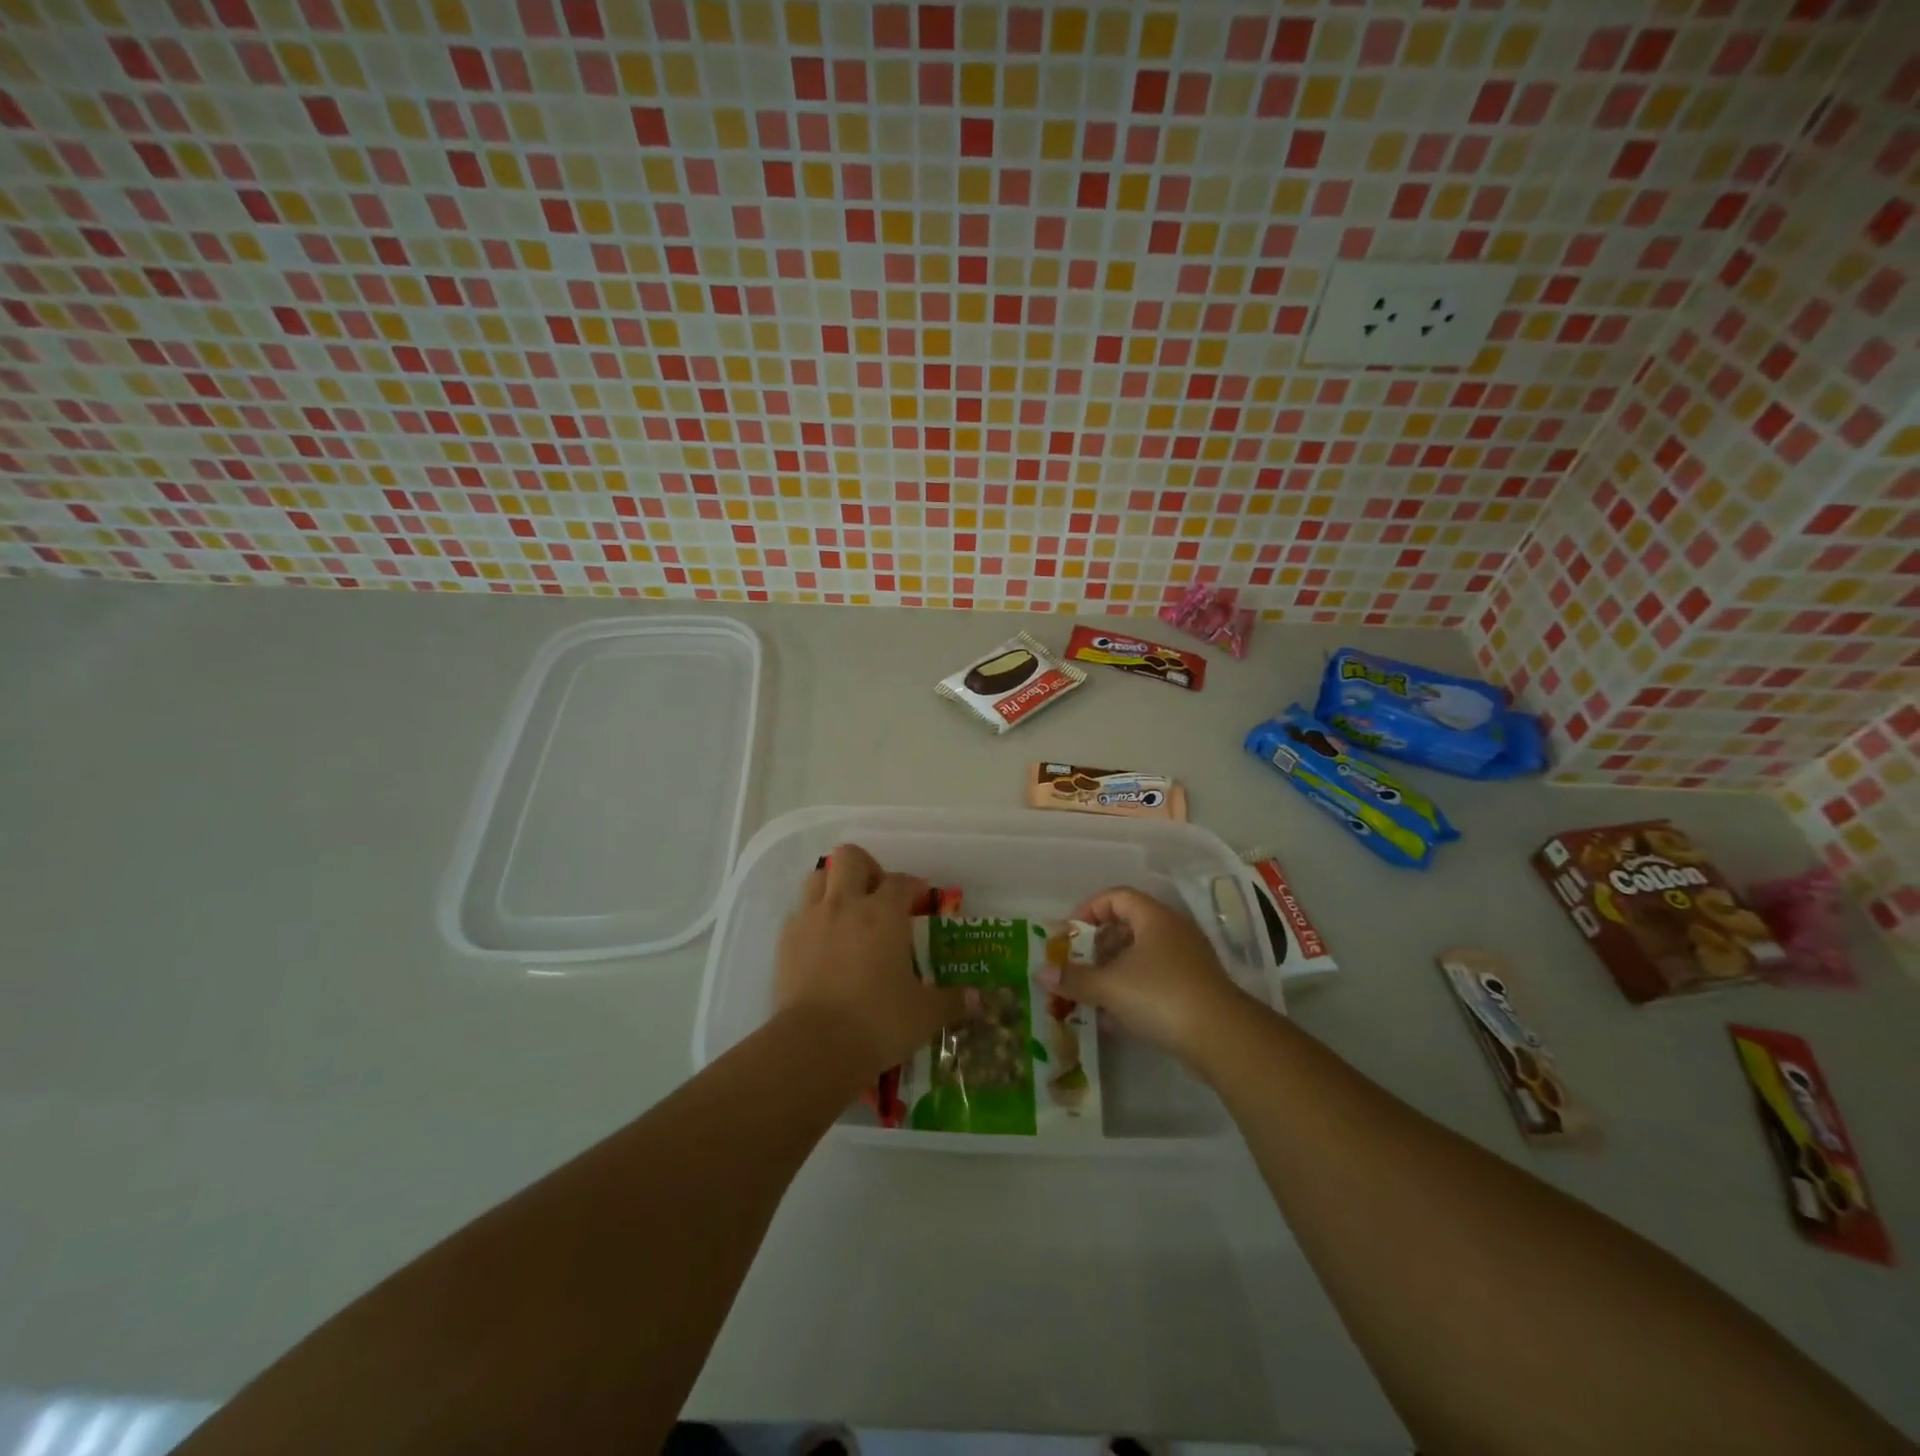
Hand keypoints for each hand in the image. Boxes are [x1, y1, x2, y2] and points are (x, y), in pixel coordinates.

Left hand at [774, 842, 975, 1078]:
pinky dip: (812, 918)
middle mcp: (845, 905)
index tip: (920, 901)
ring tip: (847, 913)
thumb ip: (953, 1001)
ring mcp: (810, 919)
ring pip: (818, 877)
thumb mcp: (925, 1014)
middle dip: (866, 868)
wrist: (814, 1045)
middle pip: (851, 857)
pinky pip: (799, 913)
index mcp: (884, 913)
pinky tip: (823, 943)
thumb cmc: (878, 1021)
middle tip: (877, 894)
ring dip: (834, 885)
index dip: (913, 886)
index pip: (901, 881)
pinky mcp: (785, 941)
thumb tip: (979, 1000)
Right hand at [1038, 886, 1251, 1070]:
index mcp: (1154, 918)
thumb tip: (1040, 973)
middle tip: (1076, 966)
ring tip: (1089, 995)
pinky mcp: (1193, 990)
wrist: (1222, 1038)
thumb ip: (1074, 978)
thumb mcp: (1110, 986)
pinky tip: (1112, 1019)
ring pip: (1140, 957)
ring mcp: (1186, 961)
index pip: (1116, 896)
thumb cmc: (1161, 996)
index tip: (1070, 933)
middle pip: (1127, 926)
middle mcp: (1172, 932)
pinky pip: (1153, 981)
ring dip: (1111, 973)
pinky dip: (1130, 992)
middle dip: (1097, 947)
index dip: (1089, 909)